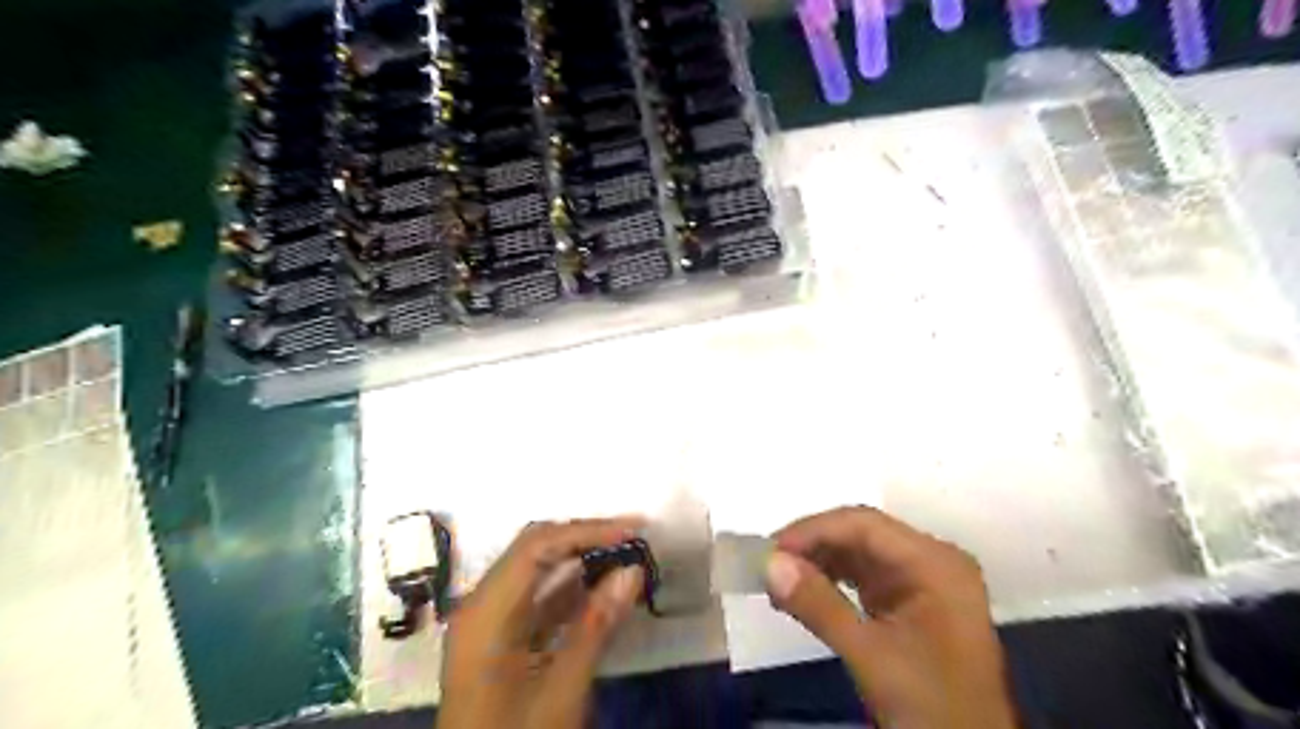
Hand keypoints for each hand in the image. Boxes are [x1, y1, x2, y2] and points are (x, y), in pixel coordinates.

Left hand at [442, 517, 644, 728]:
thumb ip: (596, 626)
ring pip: (537, 572)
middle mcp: (481, 606)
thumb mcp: (560, 692)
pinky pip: (538, 600)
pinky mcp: (501, 640)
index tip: (633, 529)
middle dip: (584, 538)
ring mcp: (489, 623)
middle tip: (633, 536)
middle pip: (534, 550)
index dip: (587, 531)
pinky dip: (572, 591)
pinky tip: (604, 591)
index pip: (536, 547)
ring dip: (580, 561)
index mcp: (485, 612)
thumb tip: (632, 570)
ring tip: (626, 556)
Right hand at [764, 507, 1024, 727]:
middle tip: (768, 564)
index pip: (865, 525)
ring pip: (859, 555)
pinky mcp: (911, 603)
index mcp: (935, 563)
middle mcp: (932, 562)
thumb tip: (770, 564)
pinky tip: (803, 594)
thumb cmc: (931, 707)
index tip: (771, 549)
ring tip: (778, 580)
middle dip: (814, 547)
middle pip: (862, 536)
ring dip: (818, 564)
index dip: (814, 531)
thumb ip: (819, 606)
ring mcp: (923, 583)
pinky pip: (864, 578)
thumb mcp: (872, 657)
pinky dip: (832, 584)